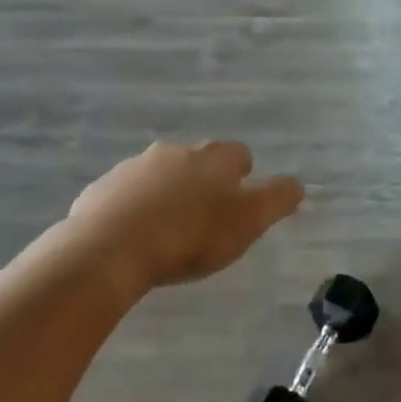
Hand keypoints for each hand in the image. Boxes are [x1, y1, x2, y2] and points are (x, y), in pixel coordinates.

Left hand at [68, 141, 302, 292]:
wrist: (110, 248)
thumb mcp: (248, 222)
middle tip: (205, 212)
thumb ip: (277, 200)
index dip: (243, 172)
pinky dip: (133, 207)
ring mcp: (134, 168)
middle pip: (197, 159)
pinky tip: (132, 236)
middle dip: (203, 179)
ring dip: (166, 191)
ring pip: (158, 173)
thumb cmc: (190, 236)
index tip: (241, 194)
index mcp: (213, 159)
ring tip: (168, 227)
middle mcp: (174, 153)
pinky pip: (125, 194)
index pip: (238, 154)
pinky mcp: (102, 189)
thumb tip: (298, 184)